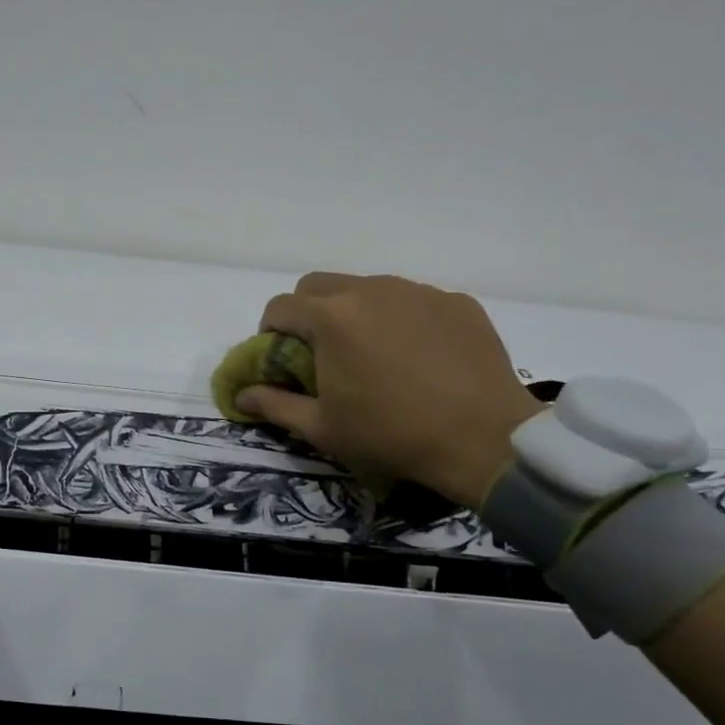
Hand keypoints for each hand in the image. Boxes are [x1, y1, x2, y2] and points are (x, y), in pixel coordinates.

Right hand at [235, 273, 544, 508]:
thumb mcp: (322, 428)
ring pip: (368, 288)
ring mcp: (418, 291)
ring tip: (371, 352)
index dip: (270, 330)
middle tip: (319, 350)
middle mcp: (371, 290)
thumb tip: (242, 395)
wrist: (483, 439)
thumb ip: (274, 405)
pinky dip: (400, 319)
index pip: (280, 306)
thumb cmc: (390, 434)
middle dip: (307, 311)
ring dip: (354, 312)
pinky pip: (413, 300)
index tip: (279, 356)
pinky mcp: (456, 302)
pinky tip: (416, 355)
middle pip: (319, 285)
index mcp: (331, 318)